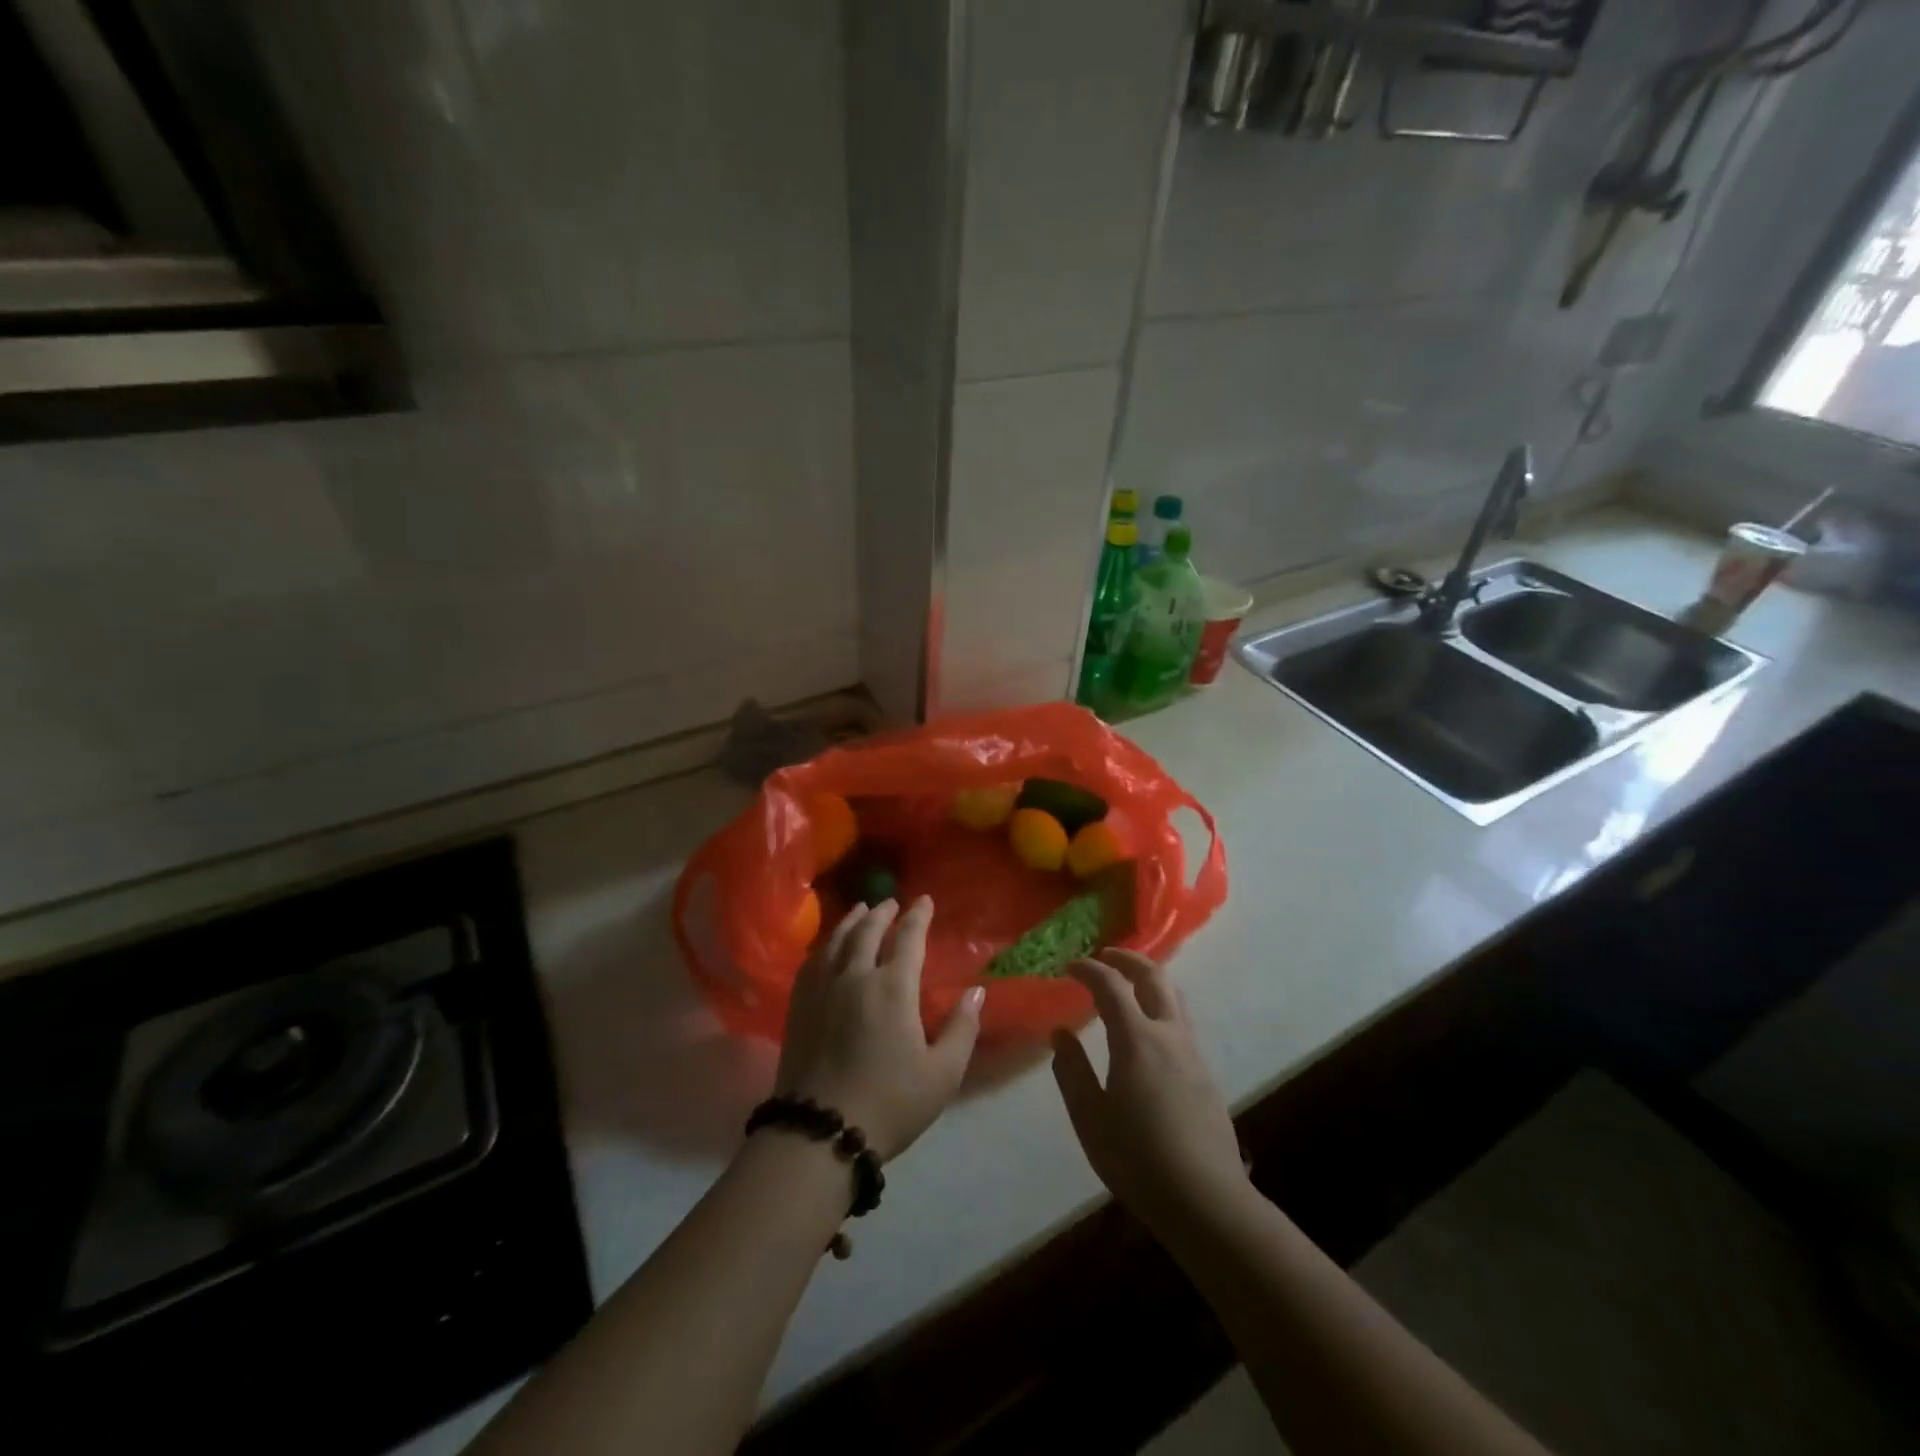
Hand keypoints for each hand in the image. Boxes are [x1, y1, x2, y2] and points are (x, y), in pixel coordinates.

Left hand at [774, 897, 983, 1161]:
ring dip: (851, 921)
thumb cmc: (890, 1103)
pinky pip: (812, 961)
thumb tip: (976, 991)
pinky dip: (825, 944)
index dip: (918, 916)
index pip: (908, 938)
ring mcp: (822, 989)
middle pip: (867, 931)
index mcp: (893, 988)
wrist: (820, 1133)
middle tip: (892, 902)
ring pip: (836, 940)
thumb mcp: (942, 1074)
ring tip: (860, 911)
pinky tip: (827, 947)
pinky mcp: (799, 1006)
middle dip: (883, 913)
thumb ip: (962, 1028)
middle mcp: (855, 976)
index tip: (925, 900)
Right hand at [1051, 951, 1249, 1232]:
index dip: (1089, 969)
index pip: (1111, 985)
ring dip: (1148, 979)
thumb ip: (1072, 1071)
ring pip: (1173, 996)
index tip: (1070, 966)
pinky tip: (1147, 1028)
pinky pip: (1181, 1020)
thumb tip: (1060, 1033)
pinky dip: (1160, 1005)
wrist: (1206, 1201)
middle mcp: (1169, 1035)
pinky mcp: (1205, 1073)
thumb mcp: (1090, 1118)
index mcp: (1137, 1040)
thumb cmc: (1138, 1160)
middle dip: (1127, 959)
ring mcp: (1192, 1052)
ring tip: (1127, 984)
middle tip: (1104, 957)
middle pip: (1153, 977)